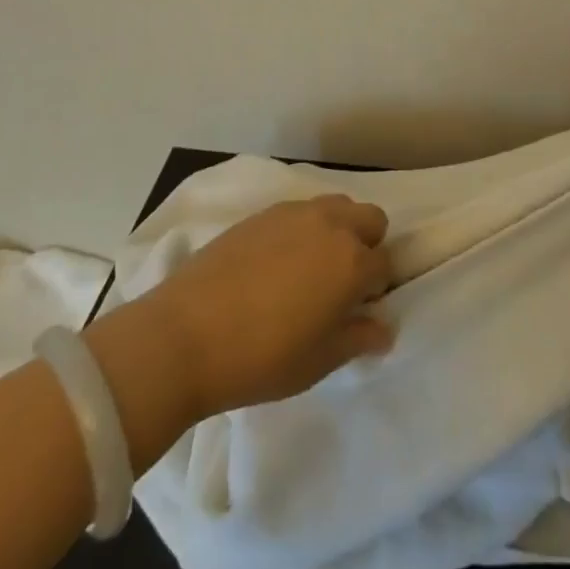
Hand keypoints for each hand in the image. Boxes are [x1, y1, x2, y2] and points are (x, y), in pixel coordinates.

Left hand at [119, 195, 394, 422]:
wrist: (184, 335)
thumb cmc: (261, 358)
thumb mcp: (318, 362)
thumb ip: (358, 339)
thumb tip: (383, 329)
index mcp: (351, 263)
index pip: (385, 265)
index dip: (377, 289)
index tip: (358, 311)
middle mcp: (330, 226)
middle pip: (370, 218)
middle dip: (367, 245)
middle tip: (342, 284)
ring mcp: (294, 214)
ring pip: (336, 206)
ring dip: (337, 230)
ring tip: (310, 269)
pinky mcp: (262, 213)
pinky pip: (300, 211)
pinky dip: (303, 228)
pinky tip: (277, 263)